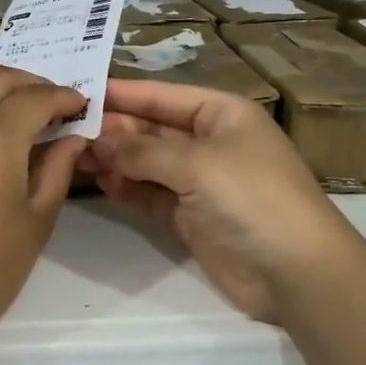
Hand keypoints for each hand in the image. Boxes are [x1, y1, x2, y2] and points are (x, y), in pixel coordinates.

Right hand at [81, 80, 365, 324]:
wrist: (297, 272)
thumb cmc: (252, 197)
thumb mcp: (197, 163)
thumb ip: (142, 150)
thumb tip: (98, 140)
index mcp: (220, 113)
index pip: (162, 95)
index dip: (122, 94)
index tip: (78, 92)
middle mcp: (209, 141)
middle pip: (152, 127)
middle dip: (114, 129)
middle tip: (67, 131)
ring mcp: (200, 180)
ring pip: (148, 162)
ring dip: (116, 159)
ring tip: (76, 156)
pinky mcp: (191, 215)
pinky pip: (151, 193)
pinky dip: (128, 187)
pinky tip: (102, 182)